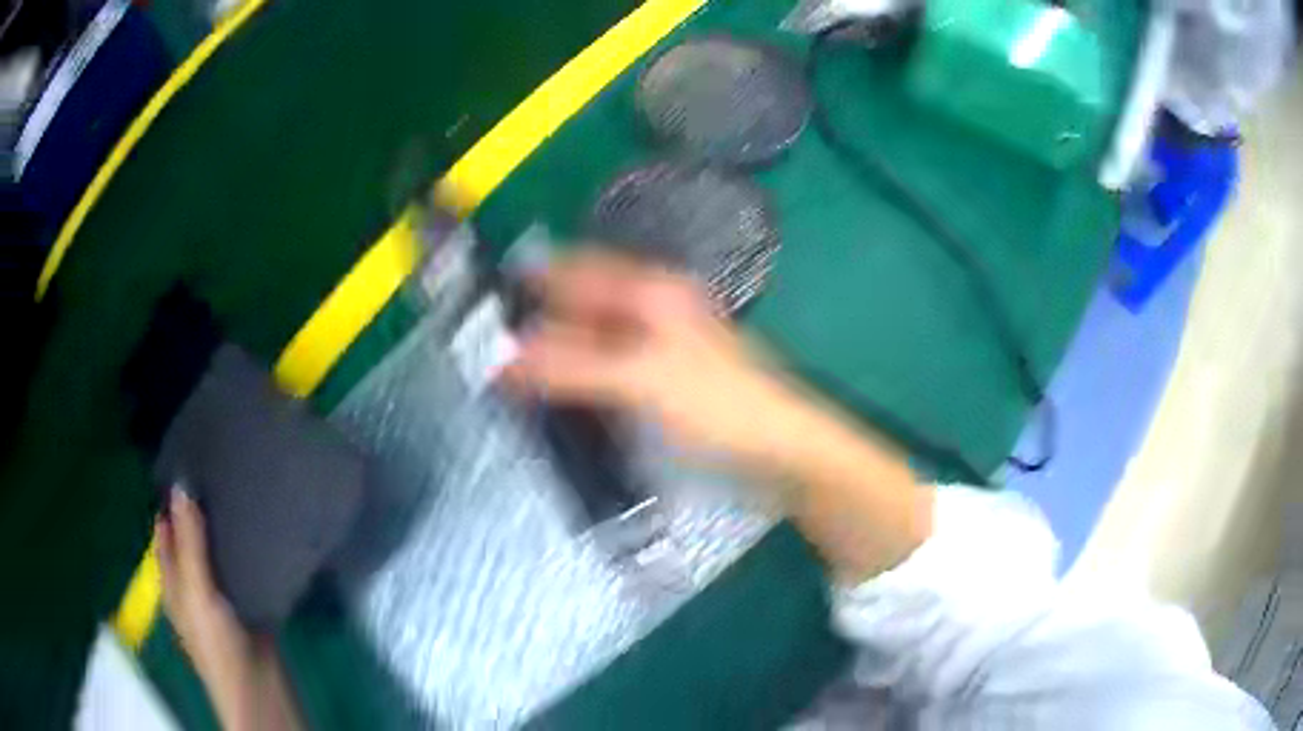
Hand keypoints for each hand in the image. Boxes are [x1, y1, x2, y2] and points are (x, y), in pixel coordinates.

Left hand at [158, 488, 289, 729]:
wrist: (259, 688)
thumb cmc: (218, 643)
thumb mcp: (198, 592)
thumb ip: (190, 543)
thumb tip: (181, 485)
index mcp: (173, 579)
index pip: (165, 531)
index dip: (170, 501)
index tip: (186, 463)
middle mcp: (192, 582)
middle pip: (191, 538)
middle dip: (199, 509)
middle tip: (218, 471)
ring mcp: (219, 593)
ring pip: (218, 552)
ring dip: (224, 529)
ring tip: (239, 491)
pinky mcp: (245, 602)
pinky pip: (242, 568)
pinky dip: (246, 551)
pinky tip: (259, 533)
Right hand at [504, 250, 813, 471]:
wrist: (782, 449)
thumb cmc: (719, 405)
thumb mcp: (639, 380)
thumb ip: (568, 366)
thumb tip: (500, 358)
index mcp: (651, 291)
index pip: (574, 272)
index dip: (530, 288)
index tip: (483, 318)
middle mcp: (653, 308)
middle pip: (581, 306)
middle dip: (539, 329)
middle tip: (492, 363)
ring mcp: (659, 345)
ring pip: (592, 340)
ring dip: (557, 359)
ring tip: (514, 387)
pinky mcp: (662, 380)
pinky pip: (608, 370)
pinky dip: (581, 381)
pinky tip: (559, 403)